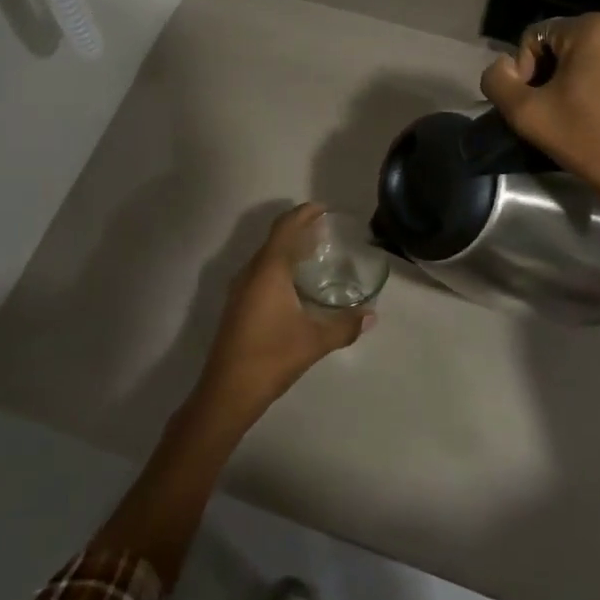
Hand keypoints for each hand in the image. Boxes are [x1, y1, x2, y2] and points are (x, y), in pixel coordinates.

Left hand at [193, 203, 373, 426]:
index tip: (322, 209)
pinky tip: (294, 285)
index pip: (285, 228)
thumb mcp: (315, 341)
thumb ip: (345, 326)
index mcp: (268, 271)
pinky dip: (278, 267)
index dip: (303, 214)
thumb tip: (372, 316)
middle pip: (274, 240)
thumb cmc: (272, 357)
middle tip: (324, 231)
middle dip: (298, 230)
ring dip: (287, 250)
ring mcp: (240, 289)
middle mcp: (251, 273)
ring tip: (313, 253)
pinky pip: (260, 273)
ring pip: (265, 258)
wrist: (228, 390)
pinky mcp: (237, 306)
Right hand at [480, 14, 599, 237]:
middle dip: (556, 74)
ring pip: (597, 55)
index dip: (526, 72)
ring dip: (584, 78)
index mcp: (591, 27)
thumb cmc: (590, 141)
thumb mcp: (526, 115)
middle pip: (568, 44)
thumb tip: (503, 65)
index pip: (535, 38)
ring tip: (586, 114)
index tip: (538, 106)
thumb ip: (498, 81)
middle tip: (559, 112)